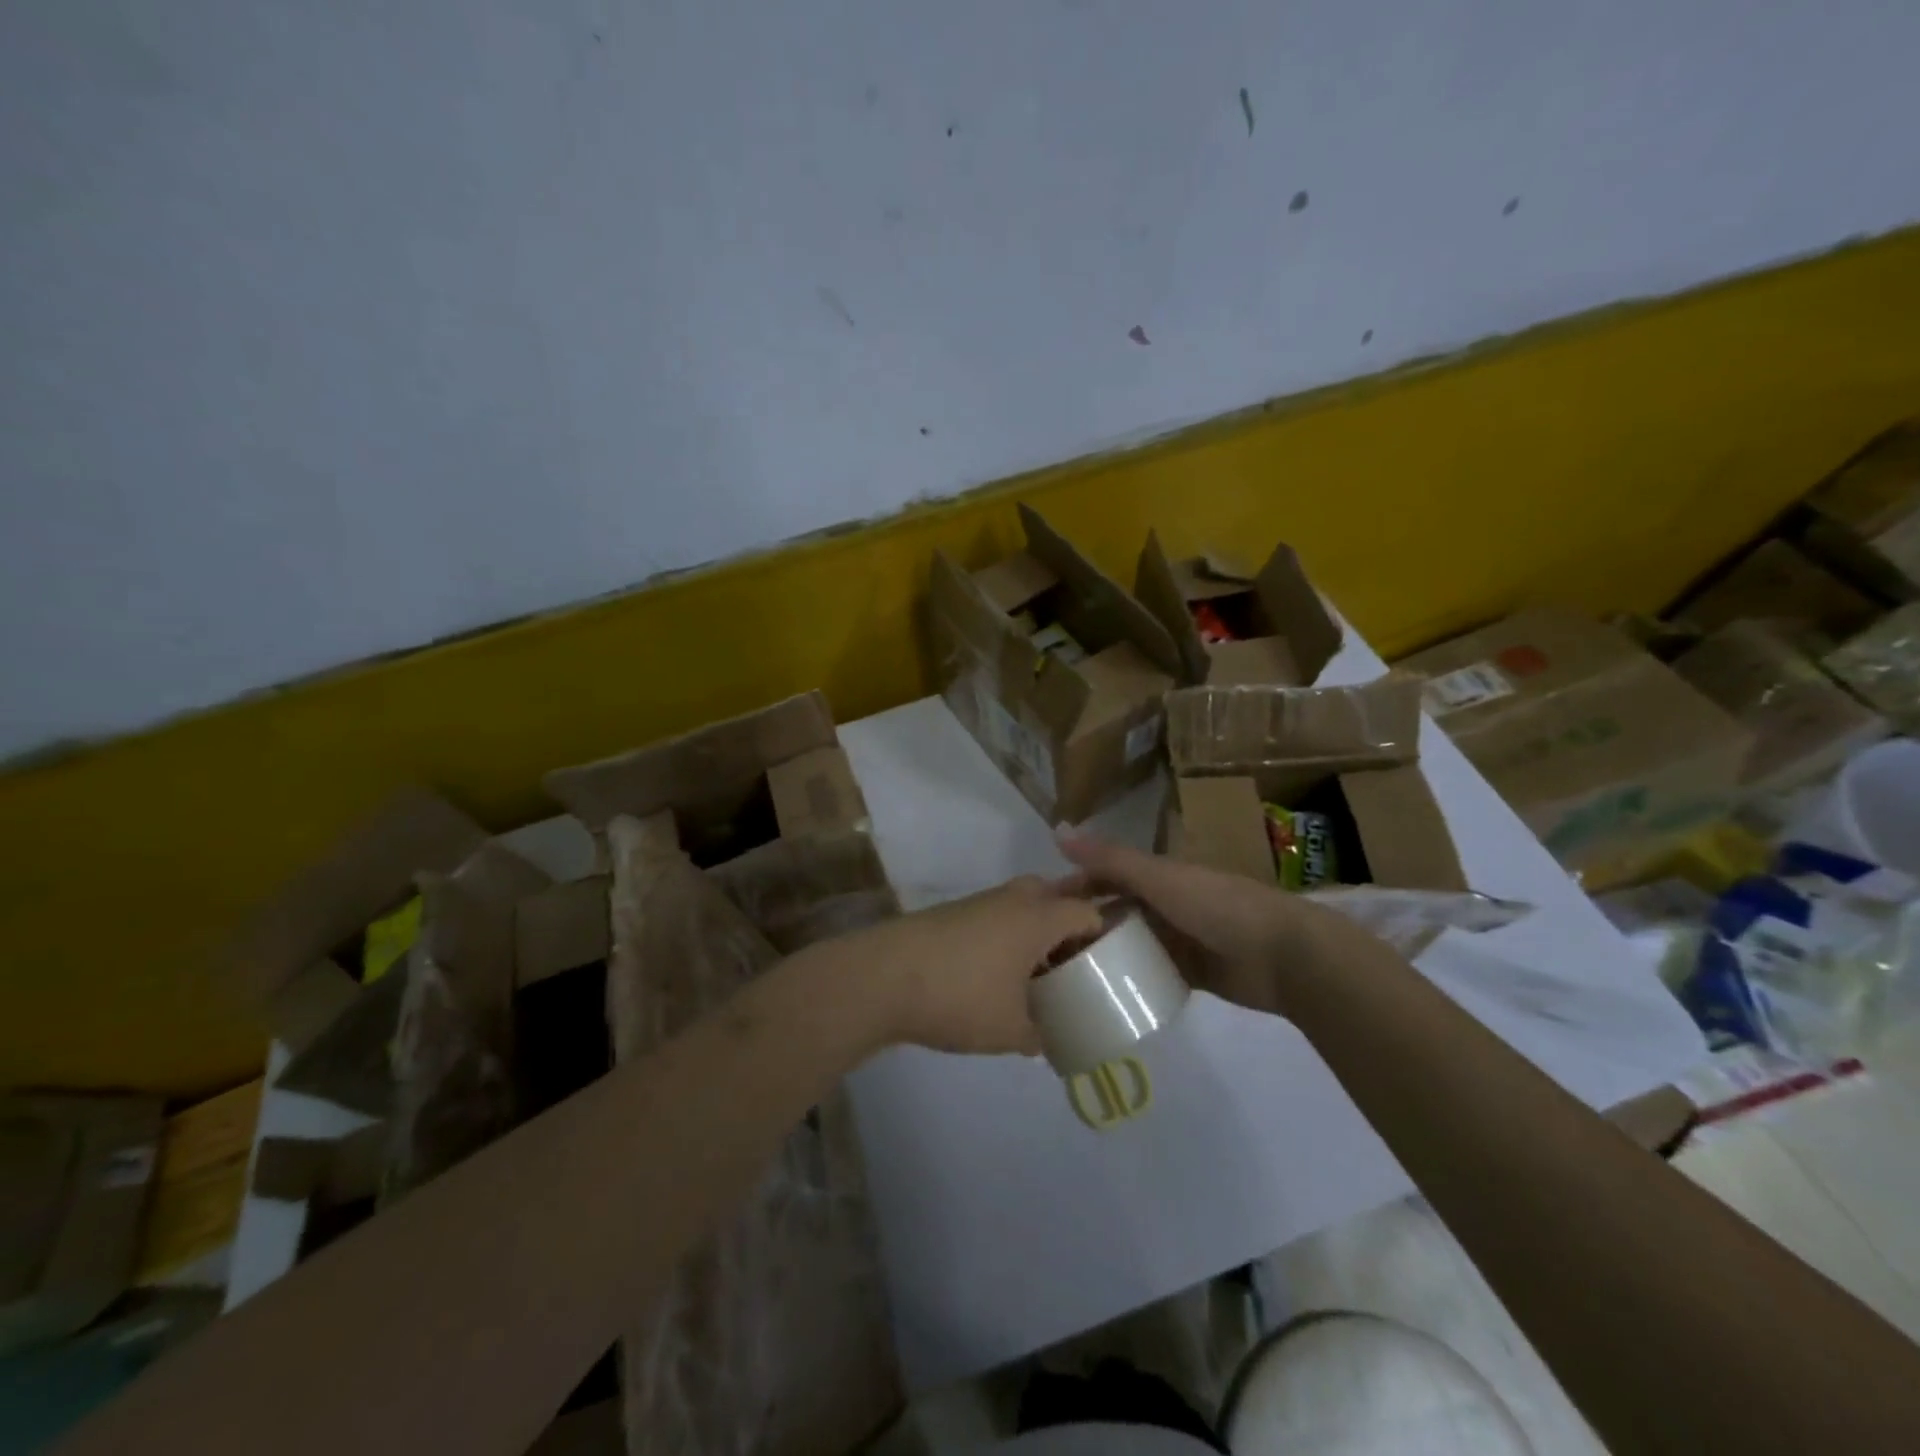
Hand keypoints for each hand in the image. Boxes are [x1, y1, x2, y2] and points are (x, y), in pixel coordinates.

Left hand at [847, 878, 1104, 1054]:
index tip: (1112, 964)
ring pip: (1021, 908)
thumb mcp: (1010, 1030)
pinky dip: (1007, 939)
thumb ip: (1040, 1037)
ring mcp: (978, 903)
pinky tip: (999, 976)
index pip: (1087, 911)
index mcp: (1037, 916)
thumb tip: (1049, 1044)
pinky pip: (996, 918)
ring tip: (1041, 976)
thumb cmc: (959, 997)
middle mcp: (1011, 899)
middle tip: (1078, 965)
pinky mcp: (951, 915)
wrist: (881, 977)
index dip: (1105, 934)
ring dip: (1035, 933)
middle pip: (1054, 898)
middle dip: (1069, 927)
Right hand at [1058, 836, 1349, 1013]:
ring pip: (1129, 946)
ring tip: (1064, 980)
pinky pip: (1150, 975)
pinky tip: (1102, 997)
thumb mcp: (1159, 878)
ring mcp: (1177, 941)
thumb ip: (1111, 859)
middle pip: (1113, 913)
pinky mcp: (1190, 974)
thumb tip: (1058, 831)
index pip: (1103, 877)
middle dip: (1082, 927)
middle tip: (1043, 954)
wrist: (1283, 955)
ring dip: (1103, 957)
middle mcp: (1162, 905)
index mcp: (1156, 876)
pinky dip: (1129, 981)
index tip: (1036, 912)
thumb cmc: (1218, 906)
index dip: (1072, 889)